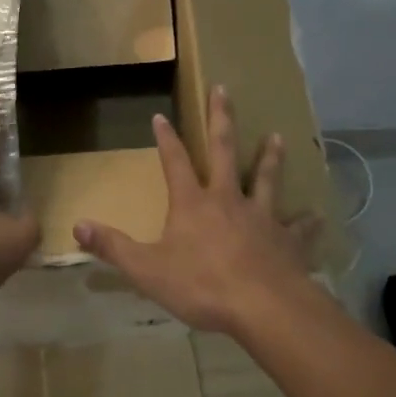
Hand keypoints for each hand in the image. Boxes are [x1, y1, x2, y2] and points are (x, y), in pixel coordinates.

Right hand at [74, 85, 323, 335]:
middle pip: (224, 151)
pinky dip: (308, 222)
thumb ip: (113, 246)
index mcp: (193, 203)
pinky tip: (318, 216)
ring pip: (267, 179)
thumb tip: (77, 226)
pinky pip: (299, 228)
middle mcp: (228, 199)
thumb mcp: (147, 269)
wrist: (263, 306)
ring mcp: (262, 217)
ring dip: (271, 158)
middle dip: (221, 119)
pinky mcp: (287, 240)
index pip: (175, 162)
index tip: (161, 115)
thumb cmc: (202, 286)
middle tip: (224, 90)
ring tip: (278, 137)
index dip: (166, 139)